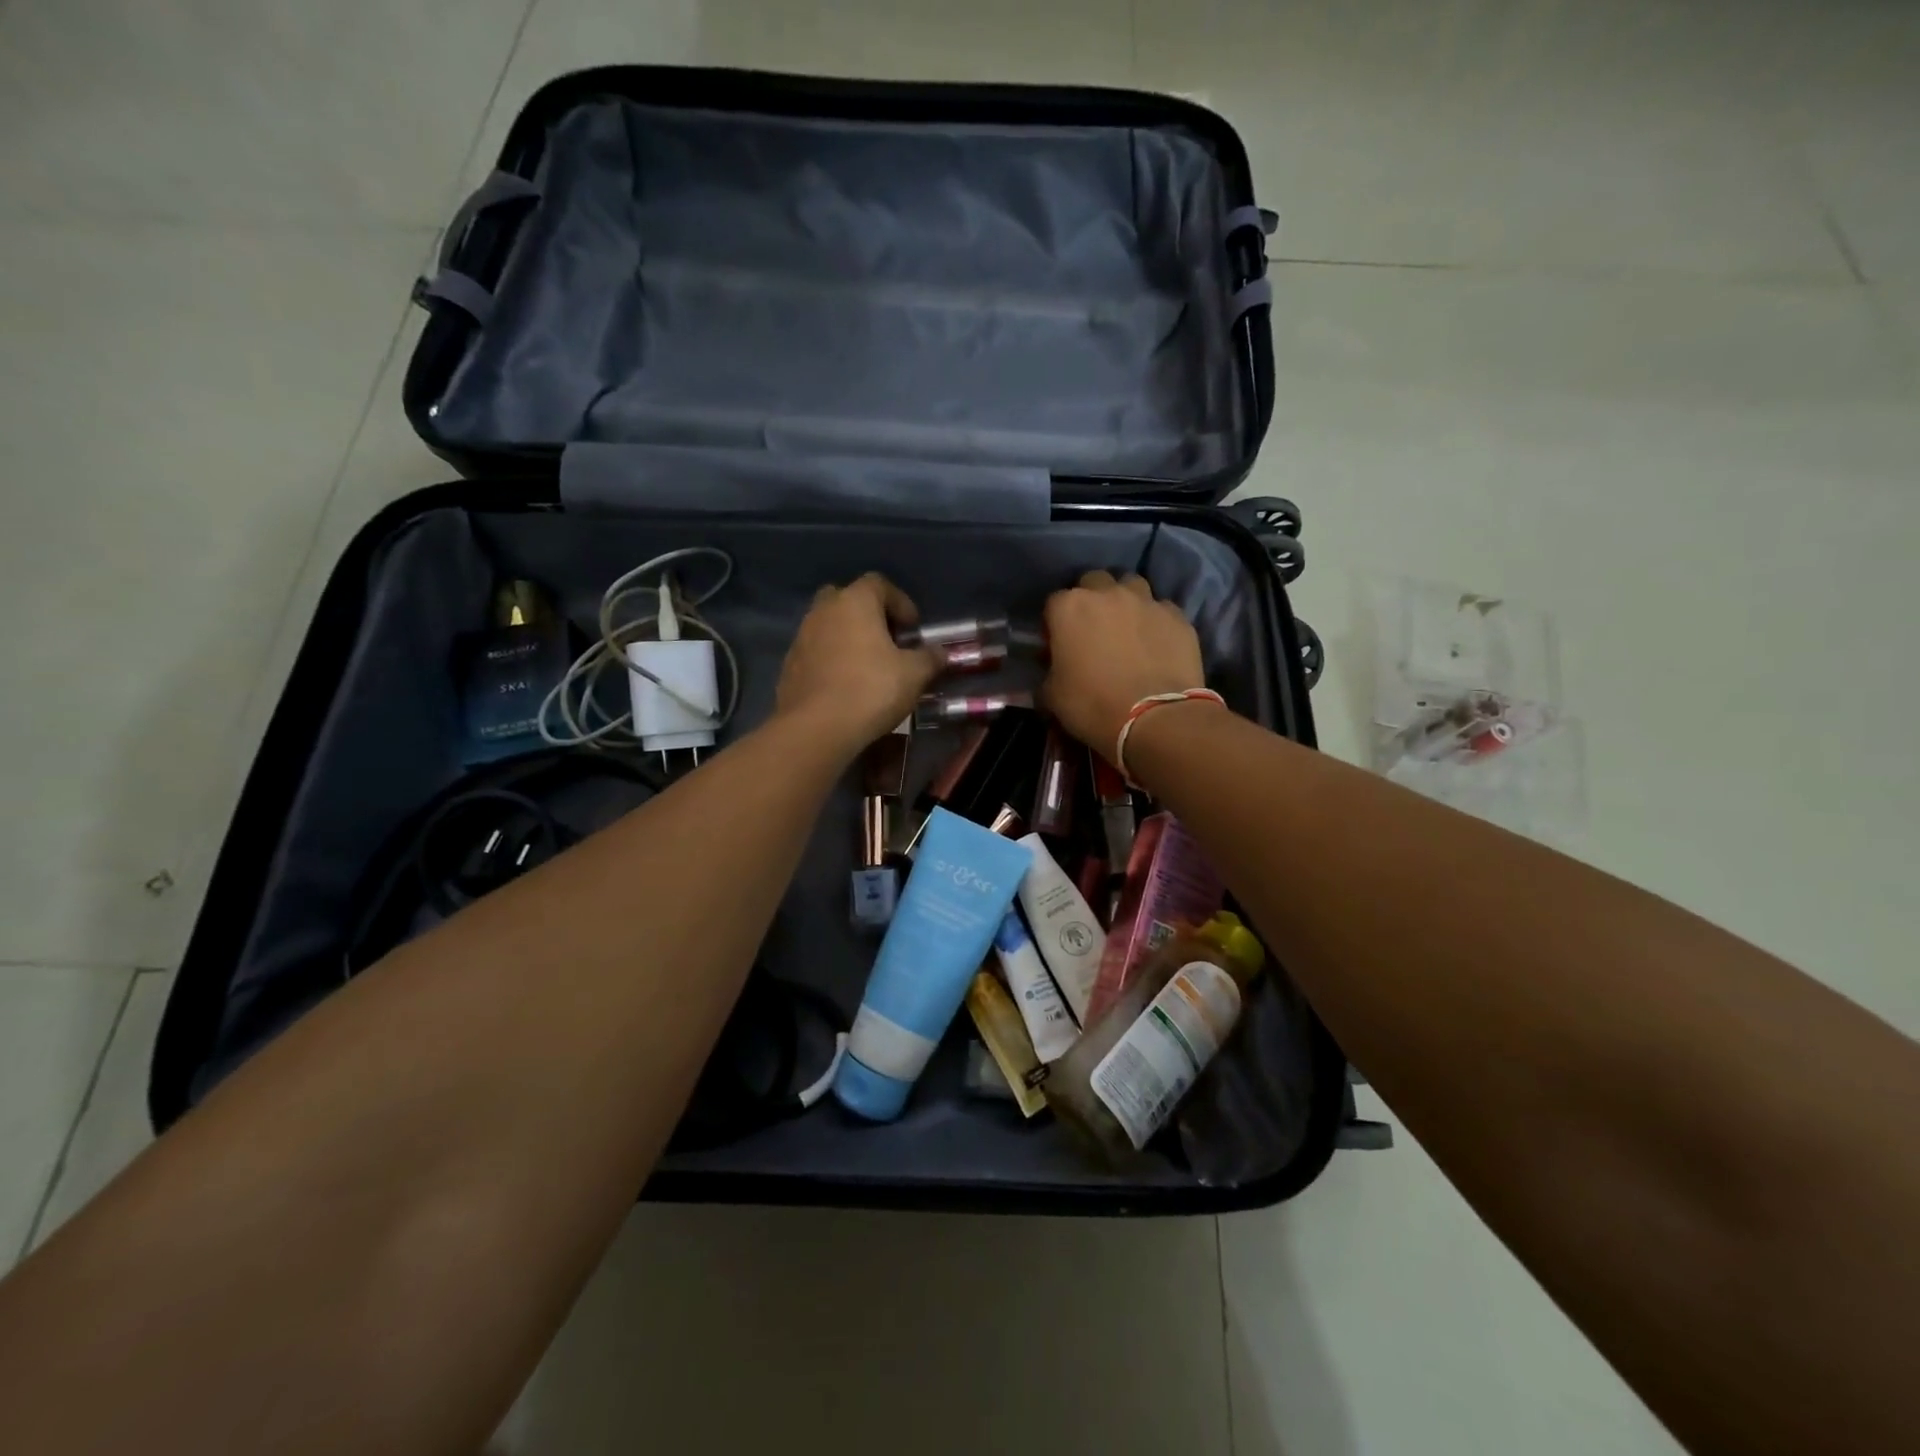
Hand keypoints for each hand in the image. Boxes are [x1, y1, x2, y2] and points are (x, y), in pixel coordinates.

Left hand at [776, 573, 940, 753]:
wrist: (816, 728)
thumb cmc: (871, 690)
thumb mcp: (914, 674)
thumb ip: (930, 658)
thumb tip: (939, 653)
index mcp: (854, 602)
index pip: (879, 584)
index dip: (900, 602)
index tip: (913, 628)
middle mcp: (823, 611)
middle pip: (847, 599)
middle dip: (868, 615)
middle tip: (887, 640)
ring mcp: (802, 637)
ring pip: (828, 626)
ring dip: (848, 638)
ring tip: (868, 666)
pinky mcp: (789, 665)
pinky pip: (816, 652)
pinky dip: (831, 660)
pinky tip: (845, 685)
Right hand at [1040, 571, 1206, 760]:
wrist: (1156, 719)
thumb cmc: (1093, 706)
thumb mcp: (1052, 696)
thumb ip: (1049, 672)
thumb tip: (1054, 668)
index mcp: (1069, 608)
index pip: (1054, 603)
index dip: (1054, 623)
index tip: (1058, 644)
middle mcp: (1107, 594)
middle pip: (1094, 582)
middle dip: (1091, 599)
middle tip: (1093, 630)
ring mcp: (1146, 601)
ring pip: (1131, 586)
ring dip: (1125, 601)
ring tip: (1127, 628)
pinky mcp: (1177, 617)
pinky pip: (1161, 609)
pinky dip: (1155, 621)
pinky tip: (1155, 643)